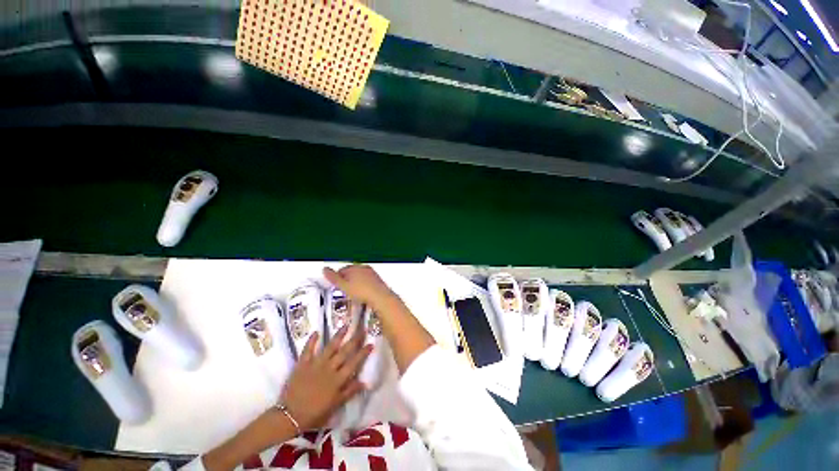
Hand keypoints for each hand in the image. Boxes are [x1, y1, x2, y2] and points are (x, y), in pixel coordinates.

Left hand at [280, 327, 370, 430]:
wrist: (289, 416)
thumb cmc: (314, 413)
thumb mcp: (335, 406)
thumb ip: (349, 392)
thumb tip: (364, 382)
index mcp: (337, 379)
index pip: (354, 363)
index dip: (363, 353)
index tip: (370, 343)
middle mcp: (329, 368)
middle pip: (344, 351)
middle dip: (354, 339)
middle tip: (361, 329)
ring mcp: (315, 364)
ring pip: (330, 347)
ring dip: (338, 335)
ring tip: (345, 325)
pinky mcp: (303, 364)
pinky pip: (308, 350)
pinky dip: (311, 341)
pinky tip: (316, 332)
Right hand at [324, 265, 396, 309]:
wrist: (380, 297)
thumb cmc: (361, 291)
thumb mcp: (344, 286)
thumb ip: (334, 278)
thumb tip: (324, 269)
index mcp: (354, 267)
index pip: (342, 270)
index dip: (337, 278)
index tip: (335, 286)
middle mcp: (364, 267)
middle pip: (351, 272)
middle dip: (346, 279)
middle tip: (343, 290)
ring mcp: (371, 273)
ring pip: (359, 275)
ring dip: (355, 282)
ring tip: (352, 292)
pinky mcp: (377, 279)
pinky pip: (367, 280)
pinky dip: (363, 284)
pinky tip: (362, 292)